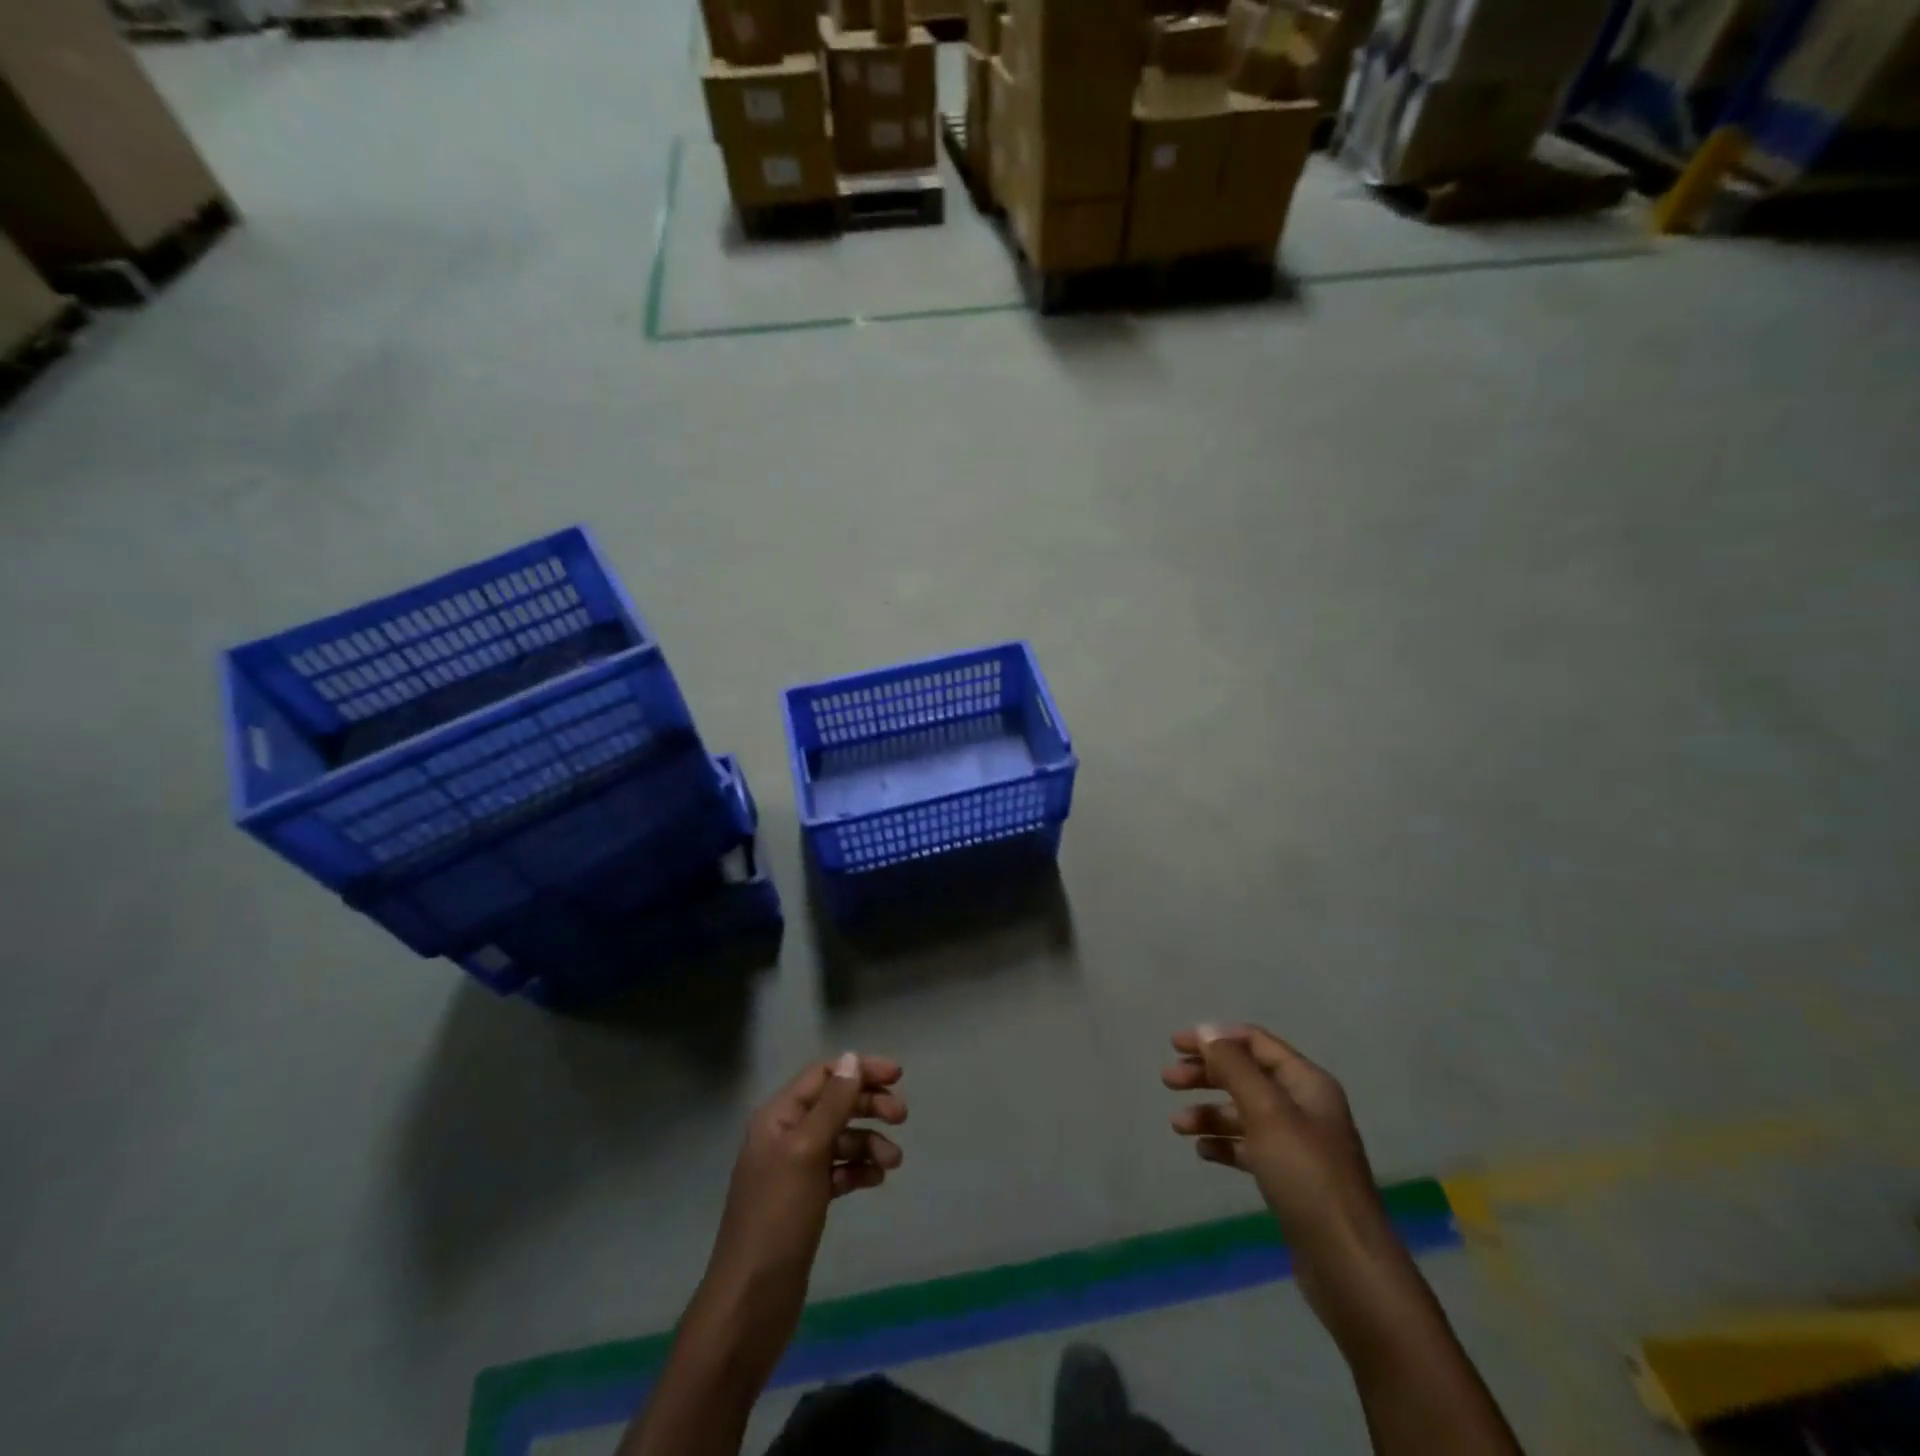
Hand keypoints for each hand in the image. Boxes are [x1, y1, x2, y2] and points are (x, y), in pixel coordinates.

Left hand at [689, 1052, 905, 1382]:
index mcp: (778, 1117)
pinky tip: (875, 1180)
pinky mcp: (805, 1202)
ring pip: (840, 1139)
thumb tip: (851, 1059)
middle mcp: (785, 1136)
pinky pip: (839, 1171)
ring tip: (893, 1162)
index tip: (898, 1077)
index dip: (859, 1070)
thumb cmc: (778, 1218)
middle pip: (835, 1104)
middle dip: (869, 1105)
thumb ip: (832, 1104)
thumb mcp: (807, 1152)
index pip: (823, 1075)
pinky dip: (858, 1170)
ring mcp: (794, 1171)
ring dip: (869, 1142)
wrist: (751, 1302)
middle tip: (902, 1118)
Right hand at [1163, 1024, 1388, 1260]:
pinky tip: (1202, 1152)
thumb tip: (1206, 1031)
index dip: (1215, 1038)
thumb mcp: (1266, 1111)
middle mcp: (1304, 1106)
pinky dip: (1224, 1144)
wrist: (1346, 1263)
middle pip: (1247, 1076)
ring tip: (1177, 1124)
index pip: (1256, 1042)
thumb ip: (1234, 1067)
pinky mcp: (1290, 1178)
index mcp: (1306, 1082)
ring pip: (1244, 1113)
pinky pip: (1249, 1147)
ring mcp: (1298, 1144)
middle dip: (1207, 1074)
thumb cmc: (1305, 1175)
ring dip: (1210, 1112)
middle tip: (1168, 1080)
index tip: (1176, 1045)